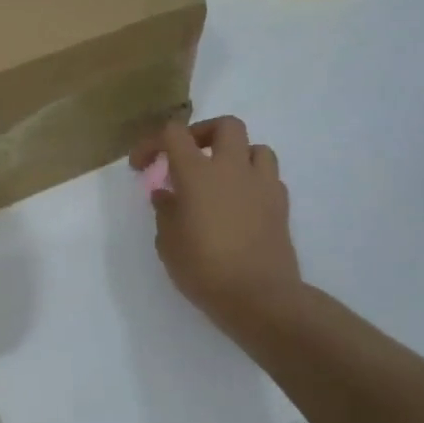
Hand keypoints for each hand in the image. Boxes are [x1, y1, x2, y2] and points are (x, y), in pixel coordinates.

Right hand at [131, 116, 304, 337]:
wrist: (259, 297)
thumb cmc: (203, 268)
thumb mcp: (168, 242)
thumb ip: (165, 211)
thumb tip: (166, 195)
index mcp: (197, 173)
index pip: (173, 133)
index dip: (153, 142)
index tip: (142, 165)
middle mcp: (232, 168)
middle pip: (225, 125)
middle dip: (204, 133)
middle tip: (188, 156)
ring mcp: (262, 184)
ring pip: (256, 147)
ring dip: (236, 155)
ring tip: (220, 178)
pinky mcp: (281, 205)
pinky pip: (269, 177)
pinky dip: (253, 181)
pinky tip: (240, 203)